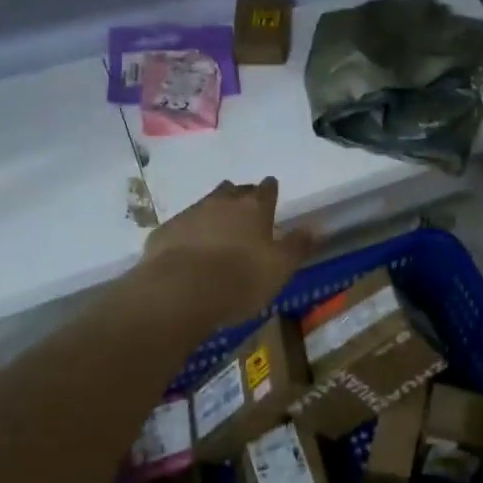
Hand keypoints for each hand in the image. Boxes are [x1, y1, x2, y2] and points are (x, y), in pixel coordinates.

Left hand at [141, 178, 314, 327]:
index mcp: (254, 209)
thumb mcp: (280, 268)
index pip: (266, 189)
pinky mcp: (164, 231)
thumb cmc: (240, 280)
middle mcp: (222, 203)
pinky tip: (187, 249)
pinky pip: (181, 226)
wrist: (179, 292)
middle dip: (241, 196)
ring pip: (206, 204)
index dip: (270, 190)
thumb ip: (298, 246)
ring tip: (217, 228)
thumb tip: (318, 227)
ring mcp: (190, 214)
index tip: (271, 190)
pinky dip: (188, 232)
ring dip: (213, 212)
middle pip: (234, 191)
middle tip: (245, 209)